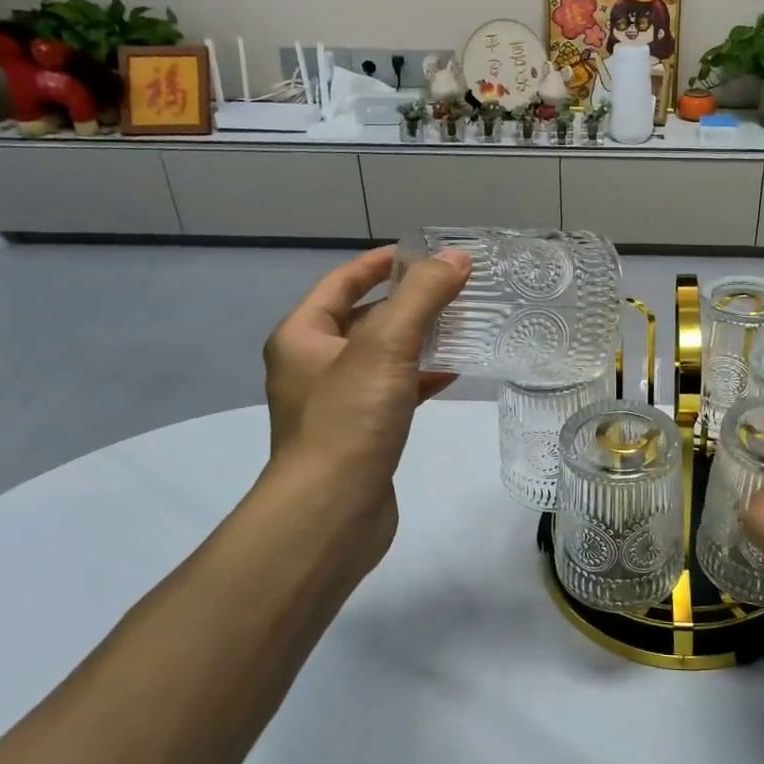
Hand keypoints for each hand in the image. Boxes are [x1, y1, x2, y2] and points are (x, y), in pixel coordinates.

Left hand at [262, 248, 456, 455]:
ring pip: (382, 356)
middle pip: (364, 317)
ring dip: (418, 339)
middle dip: (407, 300)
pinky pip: (393, 390)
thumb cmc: (349, 419)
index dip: (381, 262)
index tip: (424, 252)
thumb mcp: (386, 345)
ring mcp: (337, 401)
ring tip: (462, 323)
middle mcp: (313, 365)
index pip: (342, 282)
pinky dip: (420, 377)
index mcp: (302, 336)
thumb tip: (457, 257)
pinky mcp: (361, 433)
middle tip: (453, 286)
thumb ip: (422, 296)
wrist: (332, 512)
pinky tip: (453, 372)